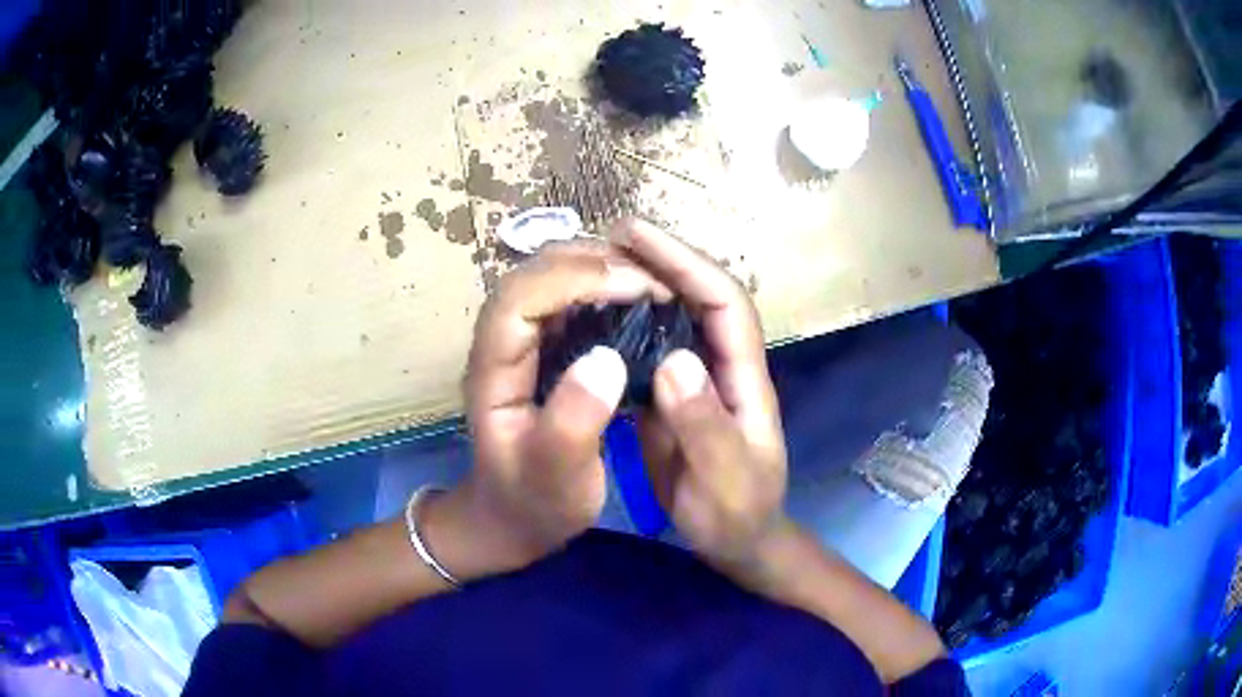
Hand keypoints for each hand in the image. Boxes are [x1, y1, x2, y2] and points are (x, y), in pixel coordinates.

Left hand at [431, 242, 670, 579]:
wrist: (512, 518)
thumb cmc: (533, 501)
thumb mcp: (555, 477)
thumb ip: (573, 423)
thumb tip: (607, 358)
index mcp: (493, 369)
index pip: (521, 298)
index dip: (576, 280)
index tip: (637, 287)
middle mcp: (500, 343)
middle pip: (533, 275)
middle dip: (593, 263)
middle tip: (654, 278)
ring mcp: (520, 343)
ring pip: (550, 279)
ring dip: (599, 268)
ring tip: (651, 281)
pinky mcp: (541, 349)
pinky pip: (568, 300)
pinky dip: (603, 288)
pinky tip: (637, 300)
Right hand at [613, 220, 788, 571]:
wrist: (735, 542)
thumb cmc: (738, 514)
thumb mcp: (725, 480)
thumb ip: (705, 425)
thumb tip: (675, 360)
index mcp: (746, 378)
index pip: (724, 302)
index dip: (686, 262)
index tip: (638, 235)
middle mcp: (723, 366)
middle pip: (701, 296)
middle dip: (663, 259)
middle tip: (609, 236)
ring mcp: (698, 380)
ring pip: (675, 317)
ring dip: (643, 284)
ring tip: (596, 264)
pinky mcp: (673, 397)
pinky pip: (651, 348)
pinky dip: (627, 324)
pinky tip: (594, 317)